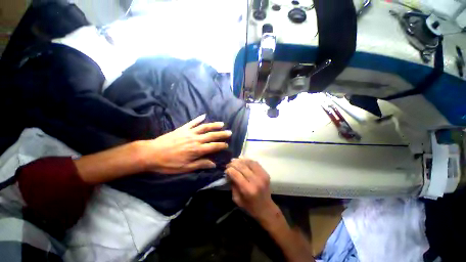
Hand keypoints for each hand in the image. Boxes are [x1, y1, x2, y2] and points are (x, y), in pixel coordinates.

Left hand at [141, 114, 231, 173]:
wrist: (151, 153)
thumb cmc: (168, 163)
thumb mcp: (185, 168)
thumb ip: (200, 164)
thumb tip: (213, 164)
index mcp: (196, 150)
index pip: (213, 146)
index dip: (221, 145)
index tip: (227, 145)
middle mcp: (195, 139)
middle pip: (211, 135)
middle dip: (221, 134)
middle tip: (229, 132)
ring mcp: (189, 132)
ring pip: (204, 127)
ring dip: (214, 125)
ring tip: (221, 124)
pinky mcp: (182, 129)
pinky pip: (192, 122)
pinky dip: (198, 119)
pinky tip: (204, 115)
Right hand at [226, 158, 277, 220]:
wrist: (266, 208)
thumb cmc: (250, 206)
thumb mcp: (237, 199)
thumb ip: (233, 185)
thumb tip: (229, 173)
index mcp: (248, 190)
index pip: (236, 174)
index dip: (229, 170)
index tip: (226, 170)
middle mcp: (256, 181)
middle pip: (242, 167)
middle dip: (233, 164)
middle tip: (228, 164)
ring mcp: (262, 176)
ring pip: (249, 163)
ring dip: (240, 160)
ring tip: (234, 161)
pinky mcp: (265, 173)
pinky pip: (255, 163)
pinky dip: (247, 160)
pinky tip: (242, 161)